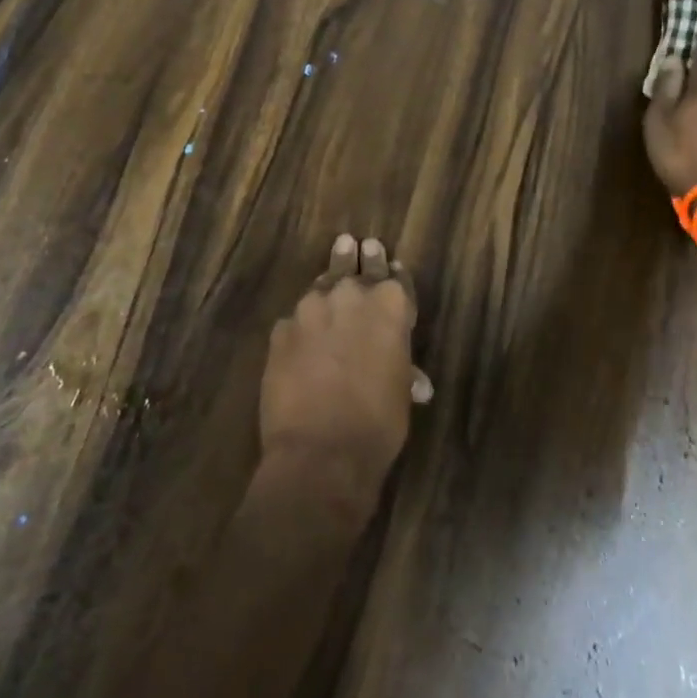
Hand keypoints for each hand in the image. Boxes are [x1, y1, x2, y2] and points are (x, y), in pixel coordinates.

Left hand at [258, 235, 427, 528]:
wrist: (320, 453)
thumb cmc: (377, 424)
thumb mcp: (401, 393)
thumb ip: (402, 369)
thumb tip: (416, 381)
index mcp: (390, 304)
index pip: (396, 277)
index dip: (394, 274)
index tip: (390, 264)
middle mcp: (351, 295)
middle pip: (356, 266)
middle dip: (360, 258)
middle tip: (359, 244)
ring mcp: (311, 309)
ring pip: (322, 285)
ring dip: (329, 285)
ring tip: (331, 273)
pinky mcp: (281, 329)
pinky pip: (295, 320)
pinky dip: (301, 326)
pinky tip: (301, 336)